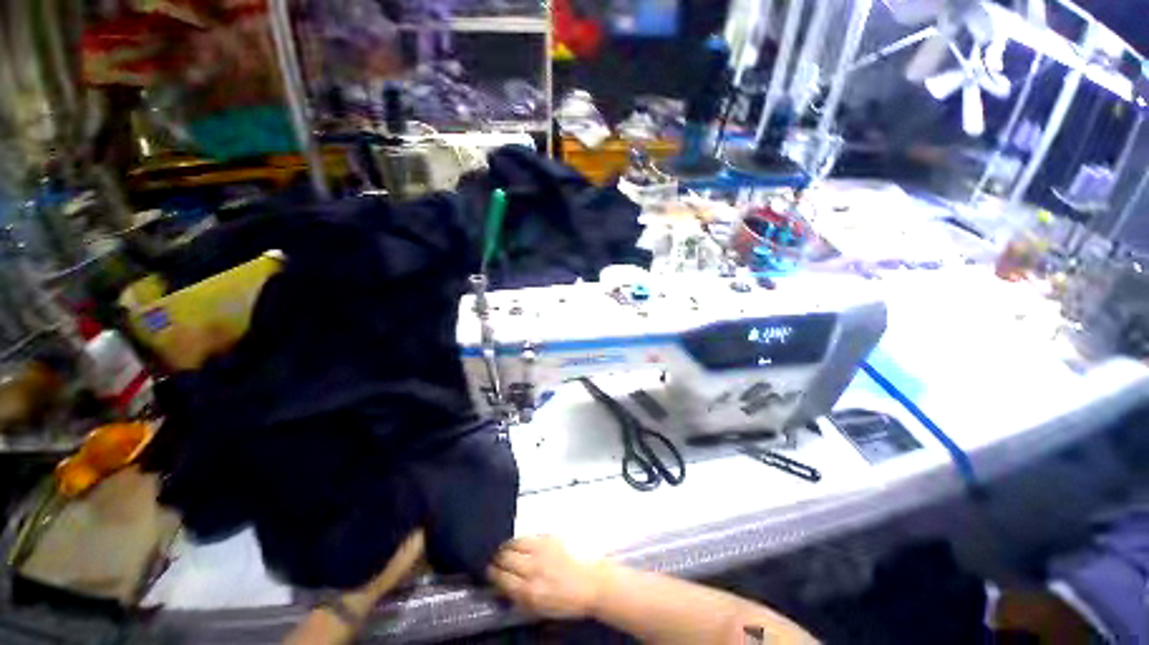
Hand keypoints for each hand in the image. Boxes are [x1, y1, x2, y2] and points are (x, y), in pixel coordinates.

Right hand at [487, 535, 607, 619]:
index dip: (492, 574)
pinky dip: (521, 540)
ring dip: (506, 546)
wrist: (591, 583)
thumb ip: (520, 597)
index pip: (502, 578)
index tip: (490, 572)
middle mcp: (534, 568)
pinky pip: (529, 536)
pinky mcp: (550, 537)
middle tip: (495, 559)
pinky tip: (520, 543)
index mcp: (530, 591)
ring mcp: (542, 550)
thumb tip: (504, 586)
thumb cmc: (567, 600)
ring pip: (515, 543)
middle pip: (506, 558)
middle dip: (497, 559)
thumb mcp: (540, 608)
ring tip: (504, 549)